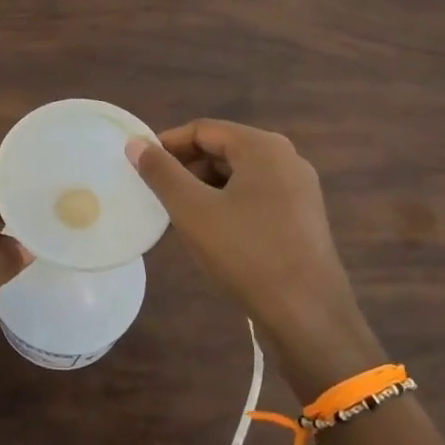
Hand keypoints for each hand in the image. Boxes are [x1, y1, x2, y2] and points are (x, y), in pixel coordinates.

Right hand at [128, 120, 383, 398]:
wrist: (308, 315)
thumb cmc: (247, 254)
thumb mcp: (193, 211)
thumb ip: (161, 173)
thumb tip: (135, 144)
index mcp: (263, 147)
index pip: (204, 130)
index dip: (167, 144)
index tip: (140, 166)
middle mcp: (287, 158)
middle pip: (224, 149)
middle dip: (187, 167)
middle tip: (157, 192)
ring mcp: (300, 188)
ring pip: (240, 174)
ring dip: (206, 187)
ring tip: (180, 213)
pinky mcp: (303, 216)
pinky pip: (257, 195)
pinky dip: (229, 203)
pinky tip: (213, 231)